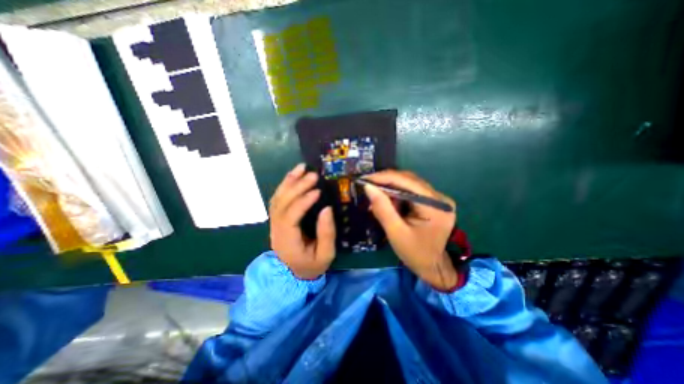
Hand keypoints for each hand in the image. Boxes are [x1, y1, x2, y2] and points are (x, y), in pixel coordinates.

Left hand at [271, 162, 337, 277]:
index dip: (302, 202)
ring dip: (288, 181)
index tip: (317, 191)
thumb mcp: (326, 255)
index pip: (290, 217)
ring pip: (277, 199)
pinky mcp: (278, 218)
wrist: (297, 273)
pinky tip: (293, 175)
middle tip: (313, 175)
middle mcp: (276, 230)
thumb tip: (327, 208)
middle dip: (297, 187)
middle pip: (282, 204)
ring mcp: (275, 223)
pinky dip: (285, 185)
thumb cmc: (313, 265)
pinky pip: (278, 199)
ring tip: (301, 168)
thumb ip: (326, 233)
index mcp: (287, 242)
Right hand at [364, 171, 459, 290]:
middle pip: (409, 180)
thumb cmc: (415, 253)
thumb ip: (382, 208)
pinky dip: (397, 195)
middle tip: (368, 186)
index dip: (384, 178)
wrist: (433, 267)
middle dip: (386, 182)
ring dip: (390, 189)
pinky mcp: (433, 202)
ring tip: (375, 196)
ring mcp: (438, 199)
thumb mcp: (395, 232)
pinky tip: (387, 202)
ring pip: (409, 184)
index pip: (407, 182)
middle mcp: (440, 197)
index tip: (365, 179)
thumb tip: (368, 187)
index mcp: (435, 205)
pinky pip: (411, 192)